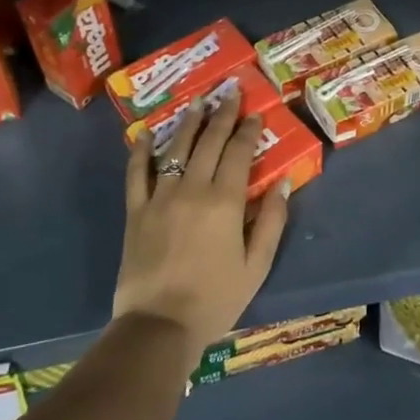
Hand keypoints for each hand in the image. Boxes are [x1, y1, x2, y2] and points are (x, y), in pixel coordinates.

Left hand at [113, 95, 290, 361]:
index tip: (255, 113)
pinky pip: (136, 174)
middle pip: (209, 142)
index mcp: (225, 202)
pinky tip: (144, 135)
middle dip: (222, 115)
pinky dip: (140, 152)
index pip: (239, 153)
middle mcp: (193, 189)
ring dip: (188, 123)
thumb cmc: (215, 299)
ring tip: (198, 103)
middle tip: (229, 93)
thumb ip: (272, 221)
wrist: (159, 327)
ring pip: (175, 149)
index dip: (248, 130)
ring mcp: (160, 198)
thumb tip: (284, 183)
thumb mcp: (257, 265)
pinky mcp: (136, 212)